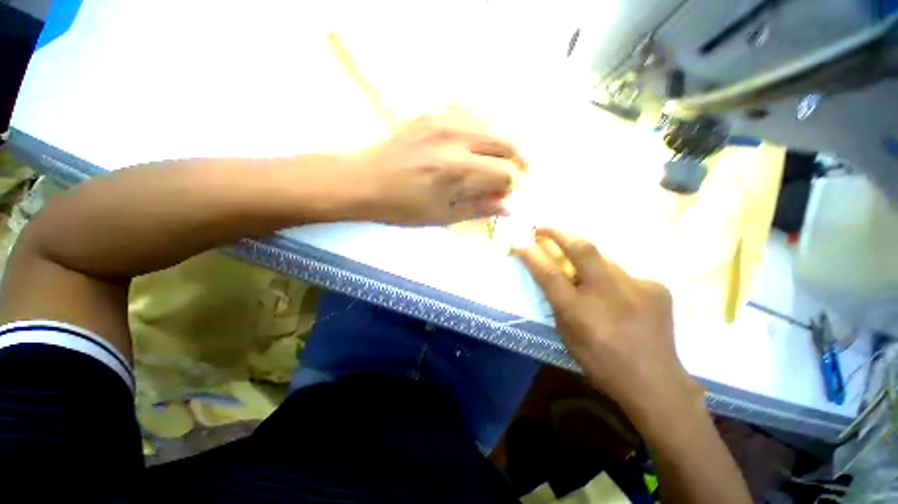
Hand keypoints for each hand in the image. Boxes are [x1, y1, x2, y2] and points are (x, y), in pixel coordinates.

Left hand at [349, 110, 522, 224]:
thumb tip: (508, 207)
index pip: (505, 174)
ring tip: (499, 159)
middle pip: (507, 142)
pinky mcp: (432, 113)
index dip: (511, 187)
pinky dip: (482, 128)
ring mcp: (443, 120)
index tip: (505, 195)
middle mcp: (456, 138)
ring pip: (493, 123)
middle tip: (515, 174)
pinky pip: (470, 112)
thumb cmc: (402, 207)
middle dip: (518, 160)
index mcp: (458, 171)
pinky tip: (477, 142)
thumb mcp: (442, 216)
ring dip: (503, 143)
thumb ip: (478, 209)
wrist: (364, 181)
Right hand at [513, 229, 700, 419]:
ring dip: (589, 261)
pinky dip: (614, 281)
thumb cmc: (601, 364)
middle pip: (582, 249)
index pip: (548, 274)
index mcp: (580, 312)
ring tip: (588, 276)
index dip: (531, 254)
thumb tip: (554, 278)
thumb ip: (559, 304)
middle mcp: (608, 293)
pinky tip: (620, 299)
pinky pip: (625, 274)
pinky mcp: (657, 287)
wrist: (656, 382)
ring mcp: (637, 286)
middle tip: (544, 227)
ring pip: (604, 259)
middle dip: (559, 232)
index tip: (519, 241)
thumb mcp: (567, 336)